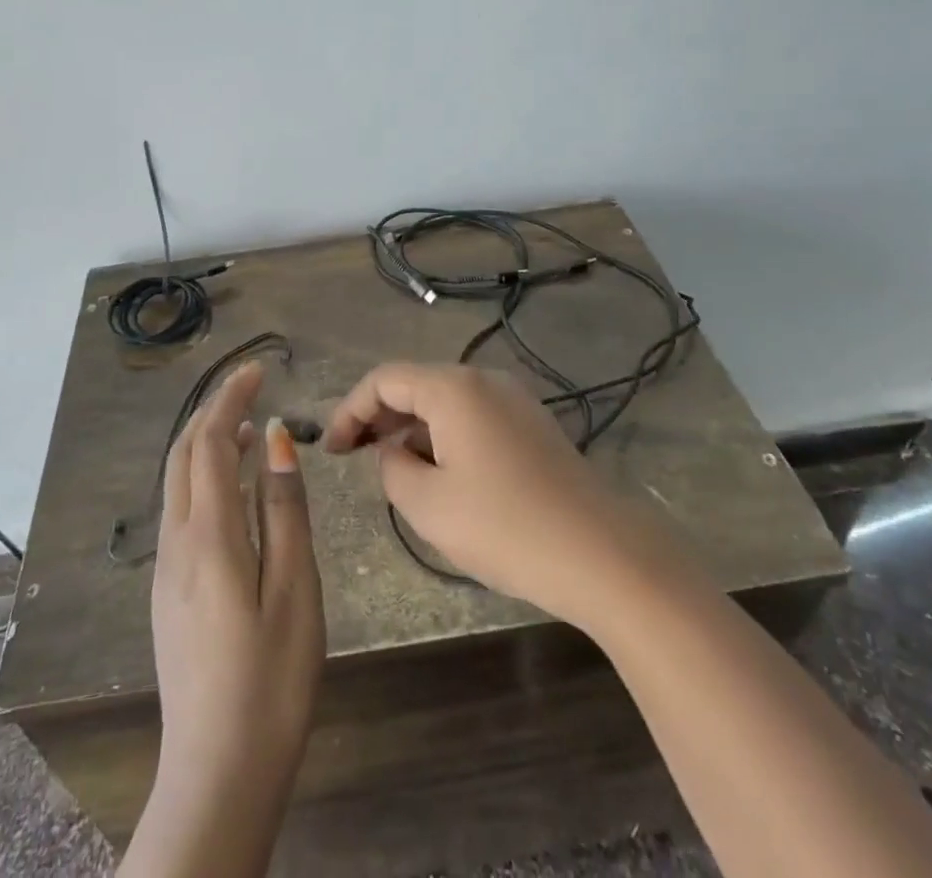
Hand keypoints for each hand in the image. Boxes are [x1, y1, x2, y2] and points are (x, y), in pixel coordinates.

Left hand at [125, 361, 323, 876]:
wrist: (218, 772)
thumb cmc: (271, 679)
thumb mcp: (295, 588)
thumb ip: (284, 509)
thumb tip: (275, 439)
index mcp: (208, 535)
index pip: (212, 441)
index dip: (230, 397)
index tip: (256, 369)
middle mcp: (176, 541)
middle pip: (183, 453)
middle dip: (212, 410)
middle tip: (251, 388)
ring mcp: (166, 568)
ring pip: (177, 481)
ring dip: (206, 442)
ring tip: (248, 429)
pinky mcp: (168, 591)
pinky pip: (181, 510)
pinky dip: (204, 476)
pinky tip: (235, 490)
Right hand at [323, 363, 650, 627]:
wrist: (601, 553)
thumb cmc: (505, 526)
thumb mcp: (428, 505)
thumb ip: (392, 468)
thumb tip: (393, 451)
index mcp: (453, 387)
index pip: (384, 380)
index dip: (349, 410)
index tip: (330, 450)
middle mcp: (483, 379)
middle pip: (416, 384)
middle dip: (379, 416)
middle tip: (352, 455)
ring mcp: (513, 399)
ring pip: (445, 401)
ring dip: (412, 427)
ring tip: (393, 469)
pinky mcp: (532, 424)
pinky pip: (473, 416)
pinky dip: (444, 435)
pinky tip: (440, 472)